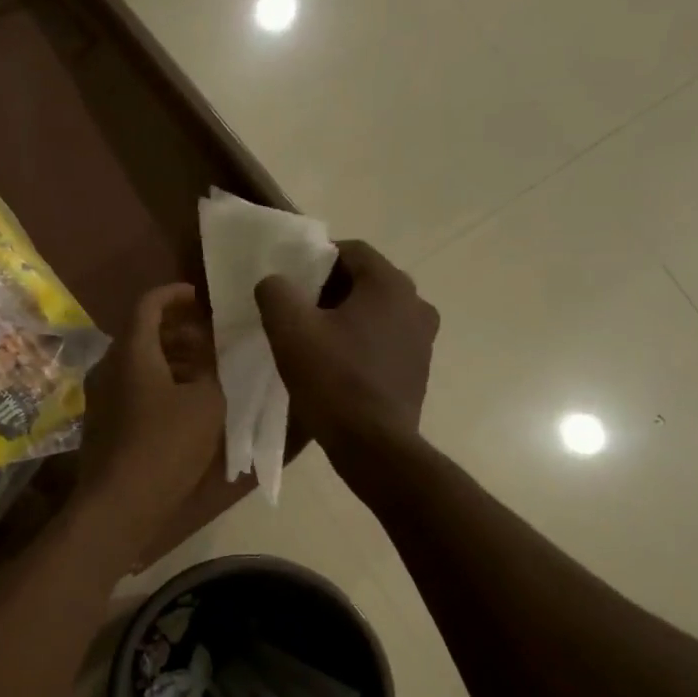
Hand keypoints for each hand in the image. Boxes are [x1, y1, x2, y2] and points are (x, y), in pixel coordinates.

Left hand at [78, 284, 224, 543]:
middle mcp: (108, 366)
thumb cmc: (165, 445)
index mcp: (131, 352)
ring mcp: (100, 396)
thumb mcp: (206, 404)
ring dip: (169, 359)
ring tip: (203, 371)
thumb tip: (209, 359)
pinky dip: (156, 383)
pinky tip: (182, 403)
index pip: (148, 304)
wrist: (120, 502)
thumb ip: (211, 371)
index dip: (174, 295)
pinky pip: (130, 387)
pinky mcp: (102, 421)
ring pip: (136, 363)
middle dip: (176, 330)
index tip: (199, 297)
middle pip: (141, 334)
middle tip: (209, 339)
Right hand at [255, 241, 438, 457]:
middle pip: (365, 281)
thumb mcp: (289, 330)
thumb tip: (275, 282)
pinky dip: (360, 343)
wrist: (373, 446)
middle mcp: (416, 303)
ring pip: (375, 312)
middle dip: (328, 291)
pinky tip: (336, 366)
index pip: (351, 251)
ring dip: (345, 318)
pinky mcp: (418, 369)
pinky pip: (384, 341)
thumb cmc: (333, 380)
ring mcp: (423, 338)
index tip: (291, 282)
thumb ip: (276, 292)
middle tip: (296, 311)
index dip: (316, 259)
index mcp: (390, 284)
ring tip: (313, 341)